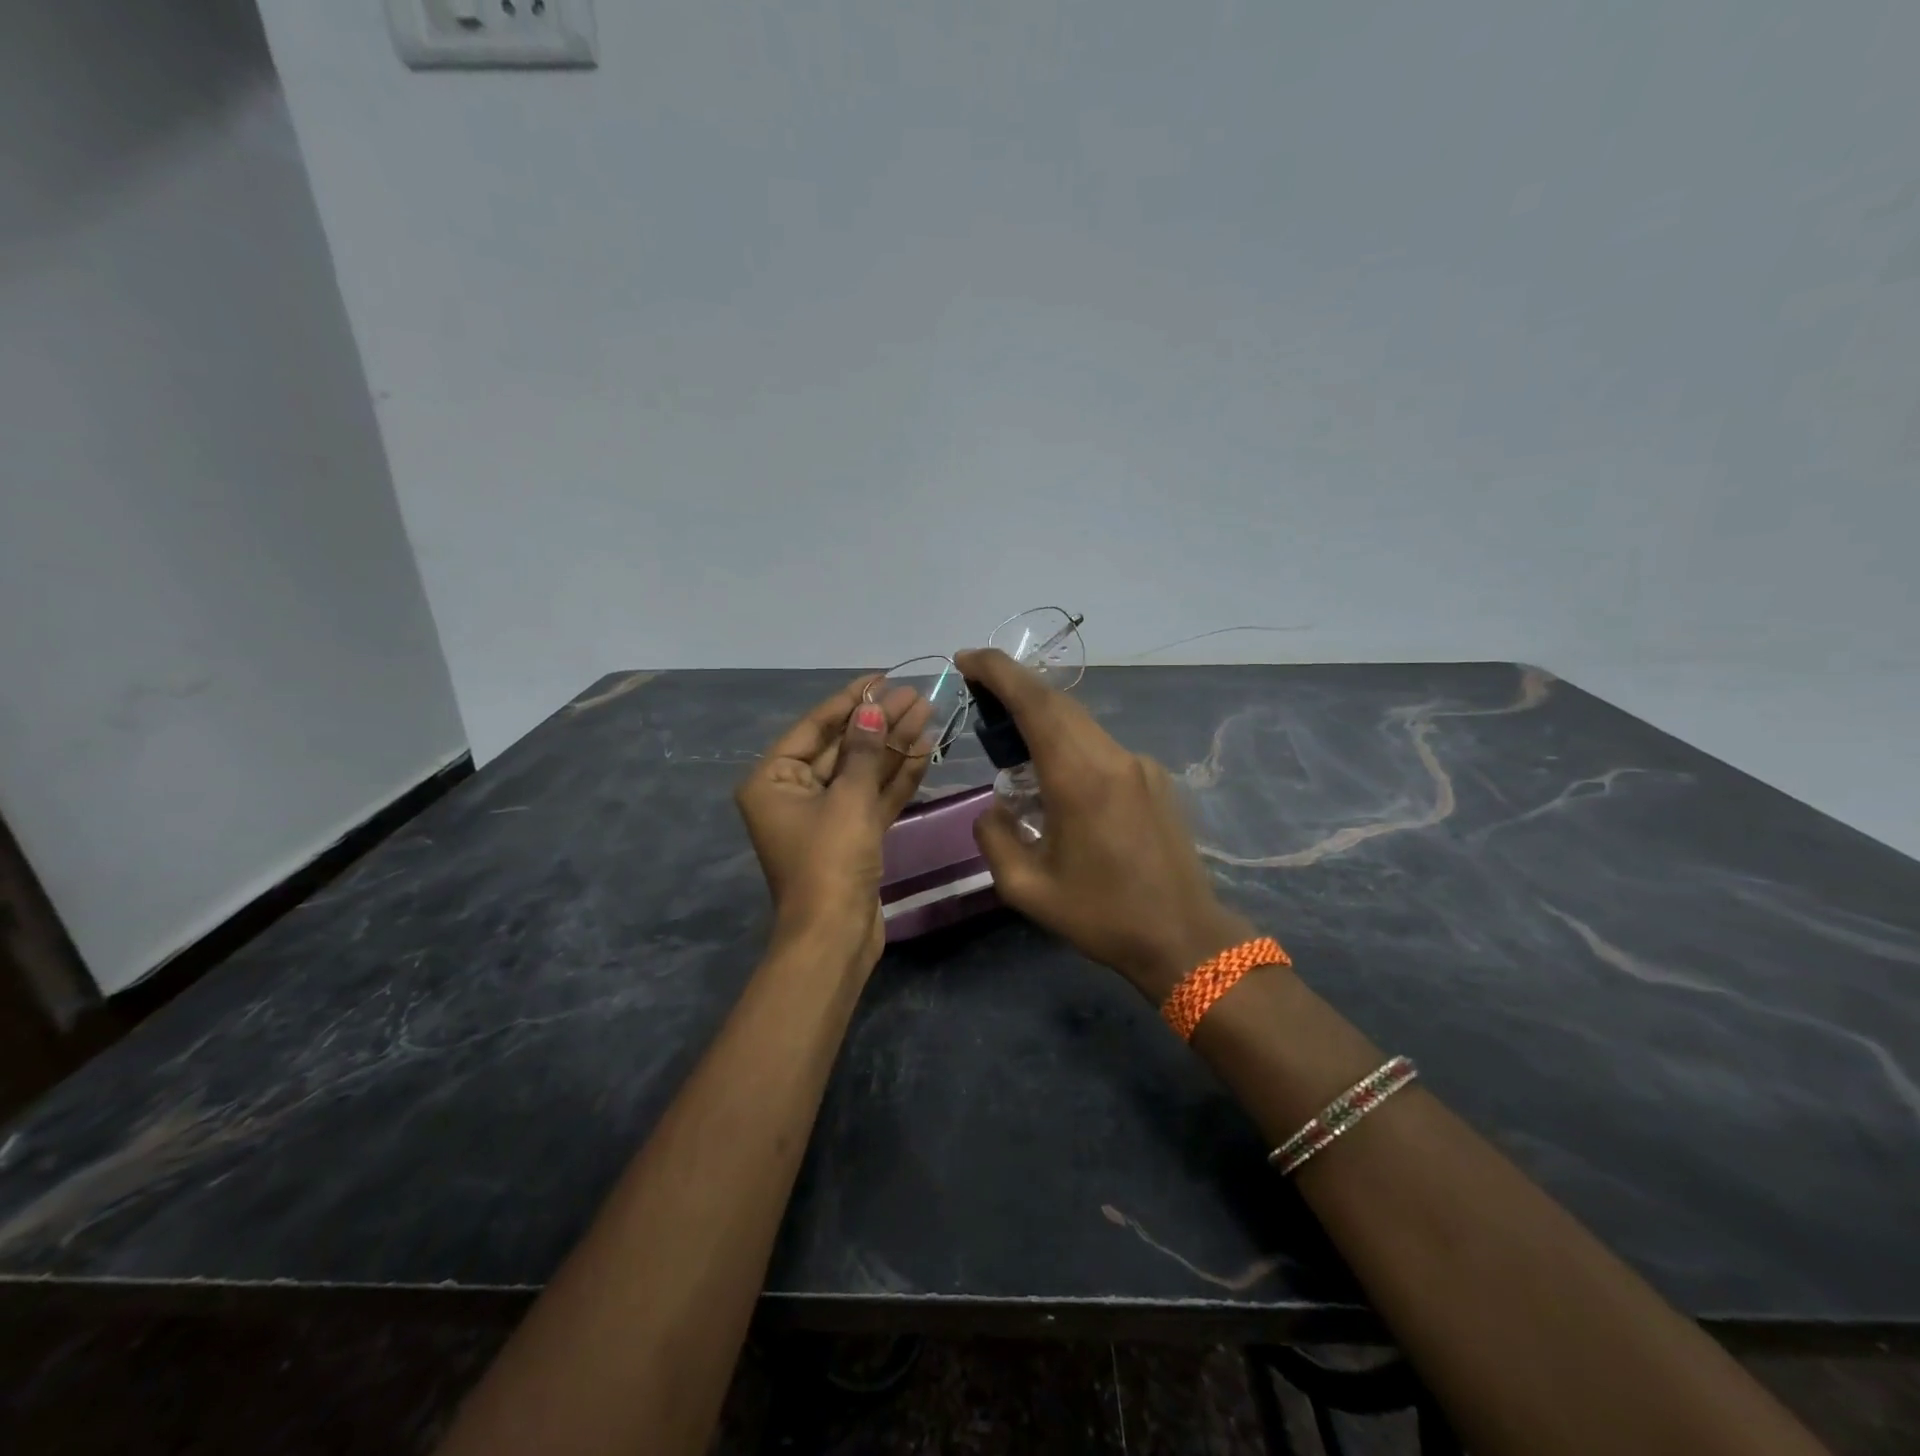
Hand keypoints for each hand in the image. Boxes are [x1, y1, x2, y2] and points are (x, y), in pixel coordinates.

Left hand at [735, 677, 930, 971]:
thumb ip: (864, 750)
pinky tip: (924, 748)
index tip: (882, 678)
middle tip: (916, 695)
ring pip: (862, 771)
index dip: (850, 700)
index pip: (815, 727)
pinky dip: (896, 776)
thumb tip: (872, 709)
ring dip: (893, 745)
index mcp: (773, 780)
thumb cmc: (830, 861)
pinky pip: (873, 797)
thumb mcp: (847, 799)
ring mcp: (826, 817)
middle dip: (879, 722)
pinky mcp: (852, 837)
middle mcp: (795, 793)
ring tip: (927, 712)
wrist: (835, 937)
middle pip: (842, 747)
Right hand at [954, 649, 1253, 1000]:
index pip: (1035, 703)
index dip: (999, 671)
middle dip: (1015, 686)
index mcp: (1080, 779)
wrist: (1184, 938)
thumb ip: (995, 839)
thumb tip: (995, 809)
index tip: (966, 659)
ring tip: (1010, 737)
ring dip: (1042, 716)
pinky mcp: (1155, 778)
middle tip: (978, 692)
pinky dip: (1069, 743)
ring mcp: (1140, 765)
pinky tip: (1056, 776)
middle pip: (1058, 703)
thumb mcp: (1027, 889)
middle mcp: (1113, 758)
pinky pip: (1101, 747)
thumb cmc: (1102, 916)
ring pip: (1081, 722)